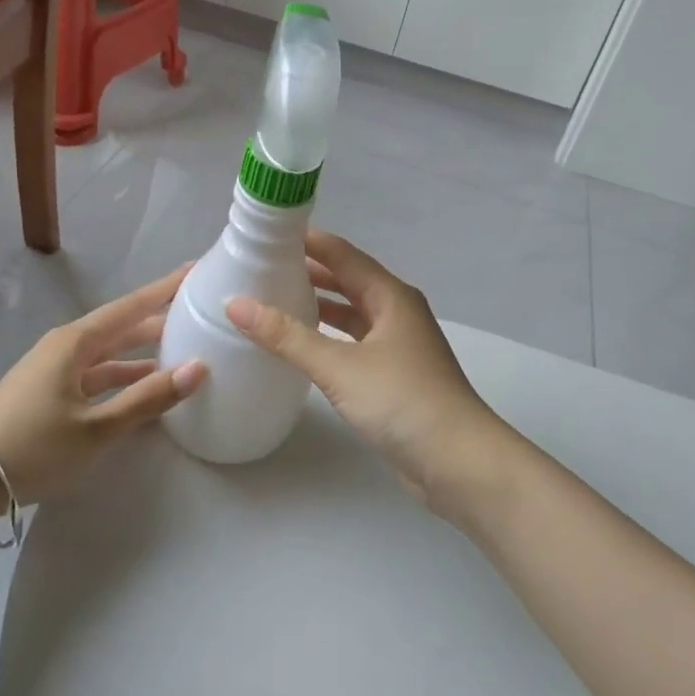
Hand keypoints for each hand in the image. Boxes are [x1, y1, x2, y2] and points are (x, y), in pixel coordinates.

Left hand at [0, 266, 205, 504]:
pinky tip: (143, 389)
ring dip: (141, 353)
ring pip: (108, 354)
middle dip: (157, 320)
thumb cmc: (34, 446)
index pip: (130, 307)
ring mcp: (54, 370)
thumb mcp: (97, 428)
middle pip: (120, 327)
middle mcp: (65, 347)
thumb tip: (199, 368)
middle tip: (195, 312)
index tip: (193, 271)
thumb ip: (148, 398)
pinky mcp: (48, 393)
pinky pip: (95, 376)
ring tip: (180, 350)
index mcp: (76, 342)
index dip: (163, 289)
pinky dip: (122, 378)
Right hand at [225, 230, 502, 508]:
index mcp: (390, 296)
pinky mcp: (394, 375)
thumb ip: (287, 336)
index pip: (342, 254)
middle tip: (261, 266)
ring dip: (318, 304)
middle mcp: (397, 312)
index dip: (307, 240)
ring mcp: (398, 344)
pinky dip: (328, 337)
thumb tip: (235, 304)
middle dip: (308, 271)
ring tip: (274, 299)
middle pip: (347, 280)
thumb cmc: (403, 402)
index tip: (266, 233)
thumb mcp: (339, 366)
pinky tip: (303, 345)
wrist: (459, 463)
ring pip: (351, 312)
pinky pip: (354, 342)